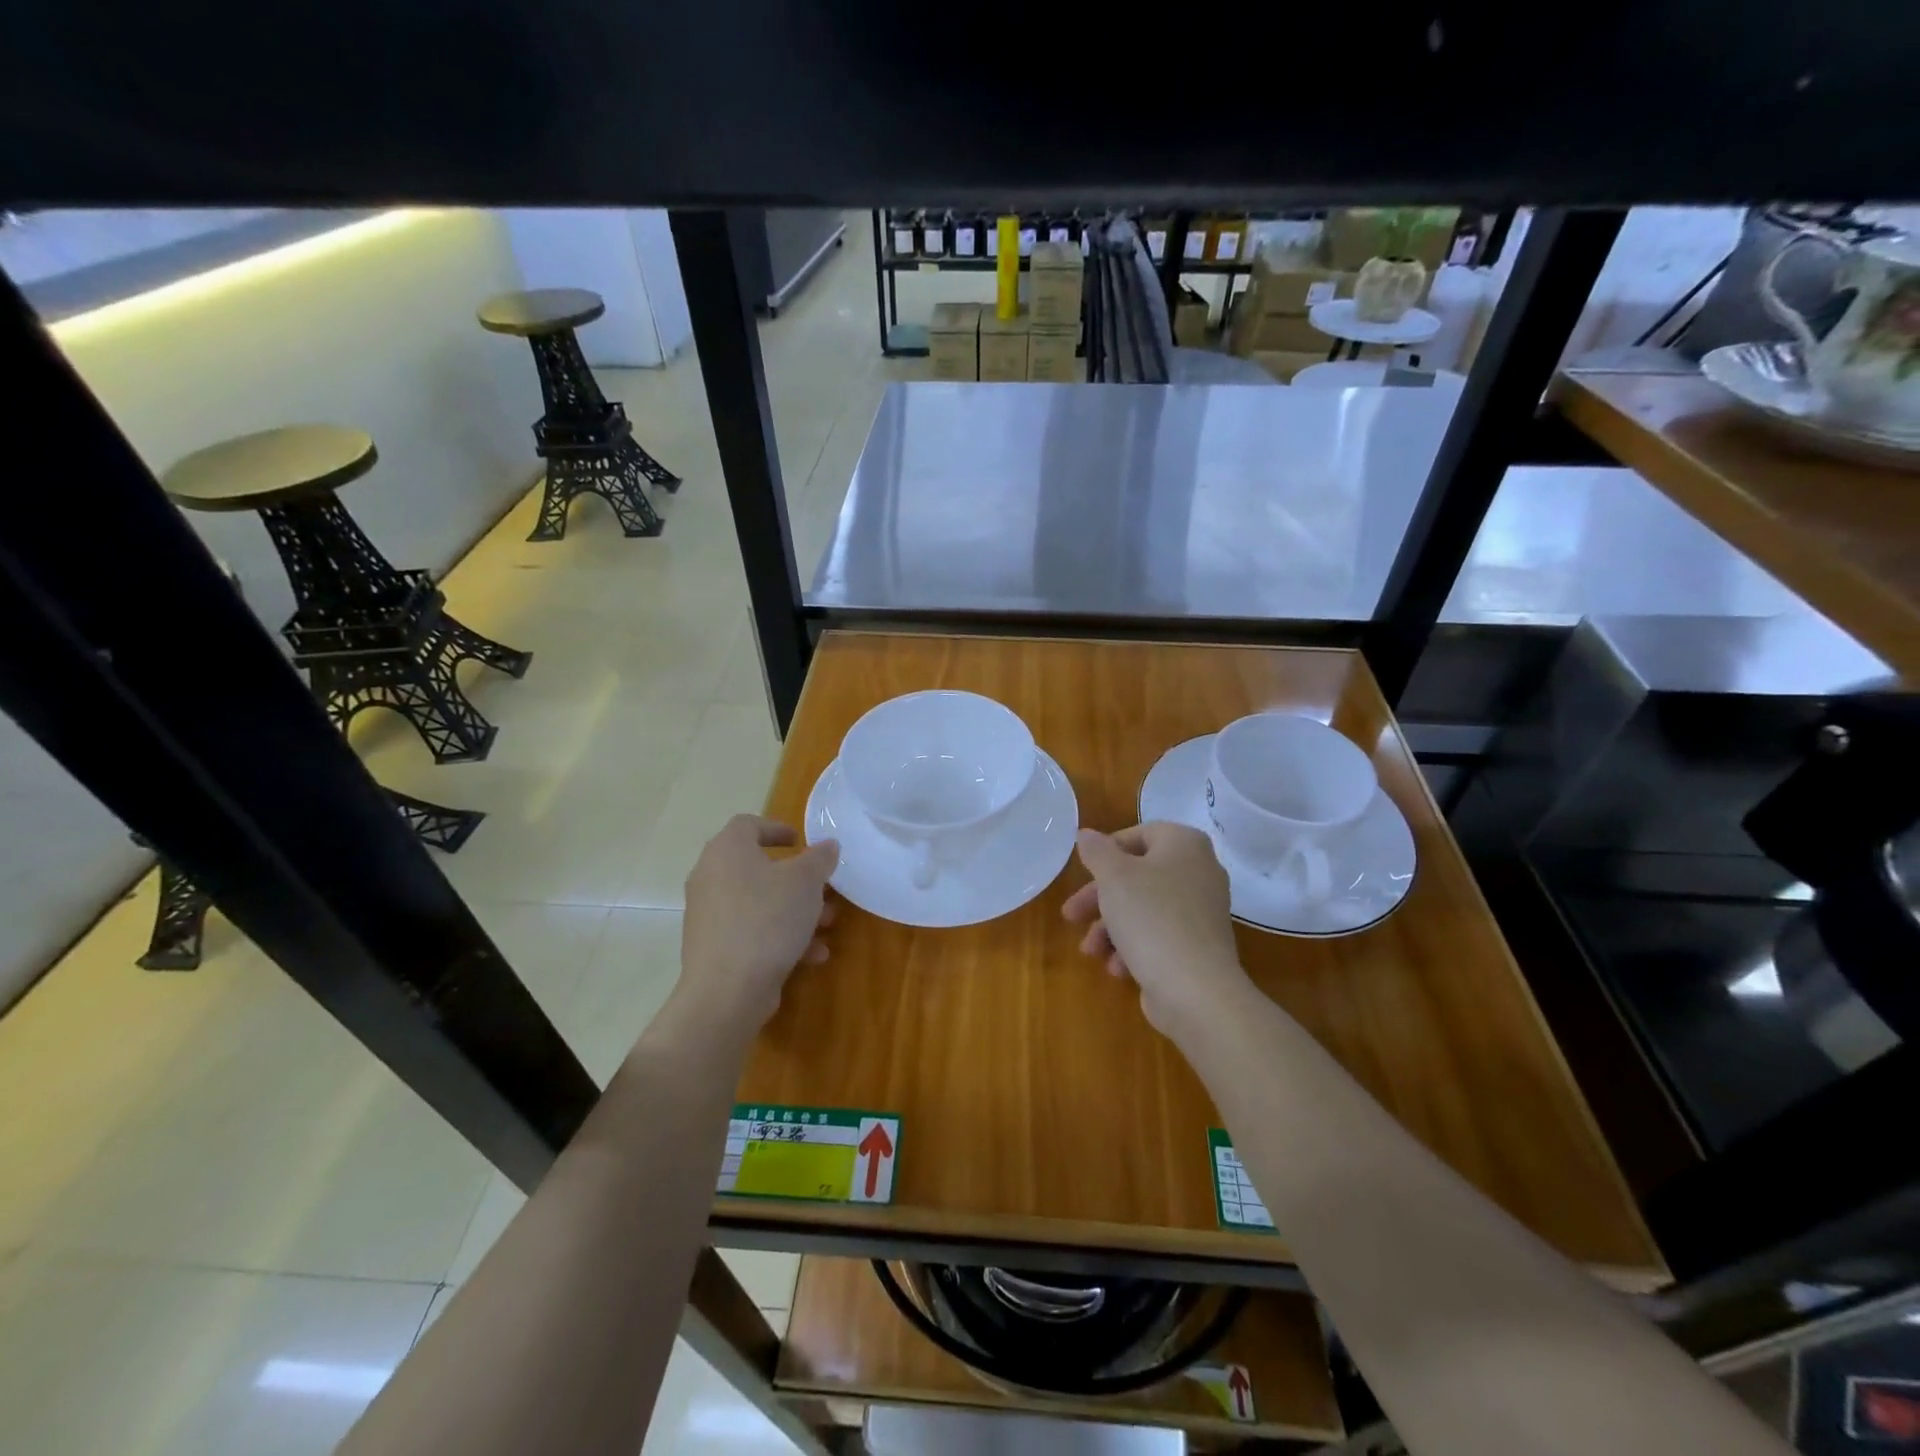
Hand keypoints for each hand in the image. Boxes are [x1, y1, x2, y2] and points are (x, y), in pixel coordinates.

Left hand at [672, 815, 839, 1041]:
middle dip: (797, 880)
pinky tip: (812, 955)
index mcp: (727, 850)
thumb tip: (827, 846)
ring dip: (795, 910)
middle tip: (824, 889)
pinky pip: (752, 931)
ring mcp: (709, 914)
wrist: (727, 990)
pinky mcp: (713, 947)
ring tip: (827, 925)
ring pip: (759, 903)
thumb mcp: (806, 882)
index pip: (748, 824)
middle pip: (758, 868)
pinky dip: (780, 937)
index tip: (801, 842)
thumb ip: (819, 859)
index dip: (776, 828)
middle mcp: (710, 877)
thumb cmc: (767, 919)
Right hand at [1062, 823, 1252, 1039]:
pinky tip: (1116, 968)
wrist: (1196, 990)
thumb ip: (1097, 851)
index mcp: (1184, 844)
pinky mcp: (1198, 946)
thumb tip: (1086, 834)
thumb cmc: (1151, 918)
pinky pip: (1159, 935)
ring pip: (1144, 908)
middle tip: (1070, 915)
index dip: (1106, 852)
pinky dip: (1133, 947)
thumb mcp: (1113, 877)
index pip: (1139, 834)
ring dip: (1110, 928)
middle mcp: (1199, 871)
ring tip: (1090, 951)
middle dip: (1099, 899)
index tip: (1082, 873)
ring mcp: (1201, 911)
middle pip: (1137, 875)